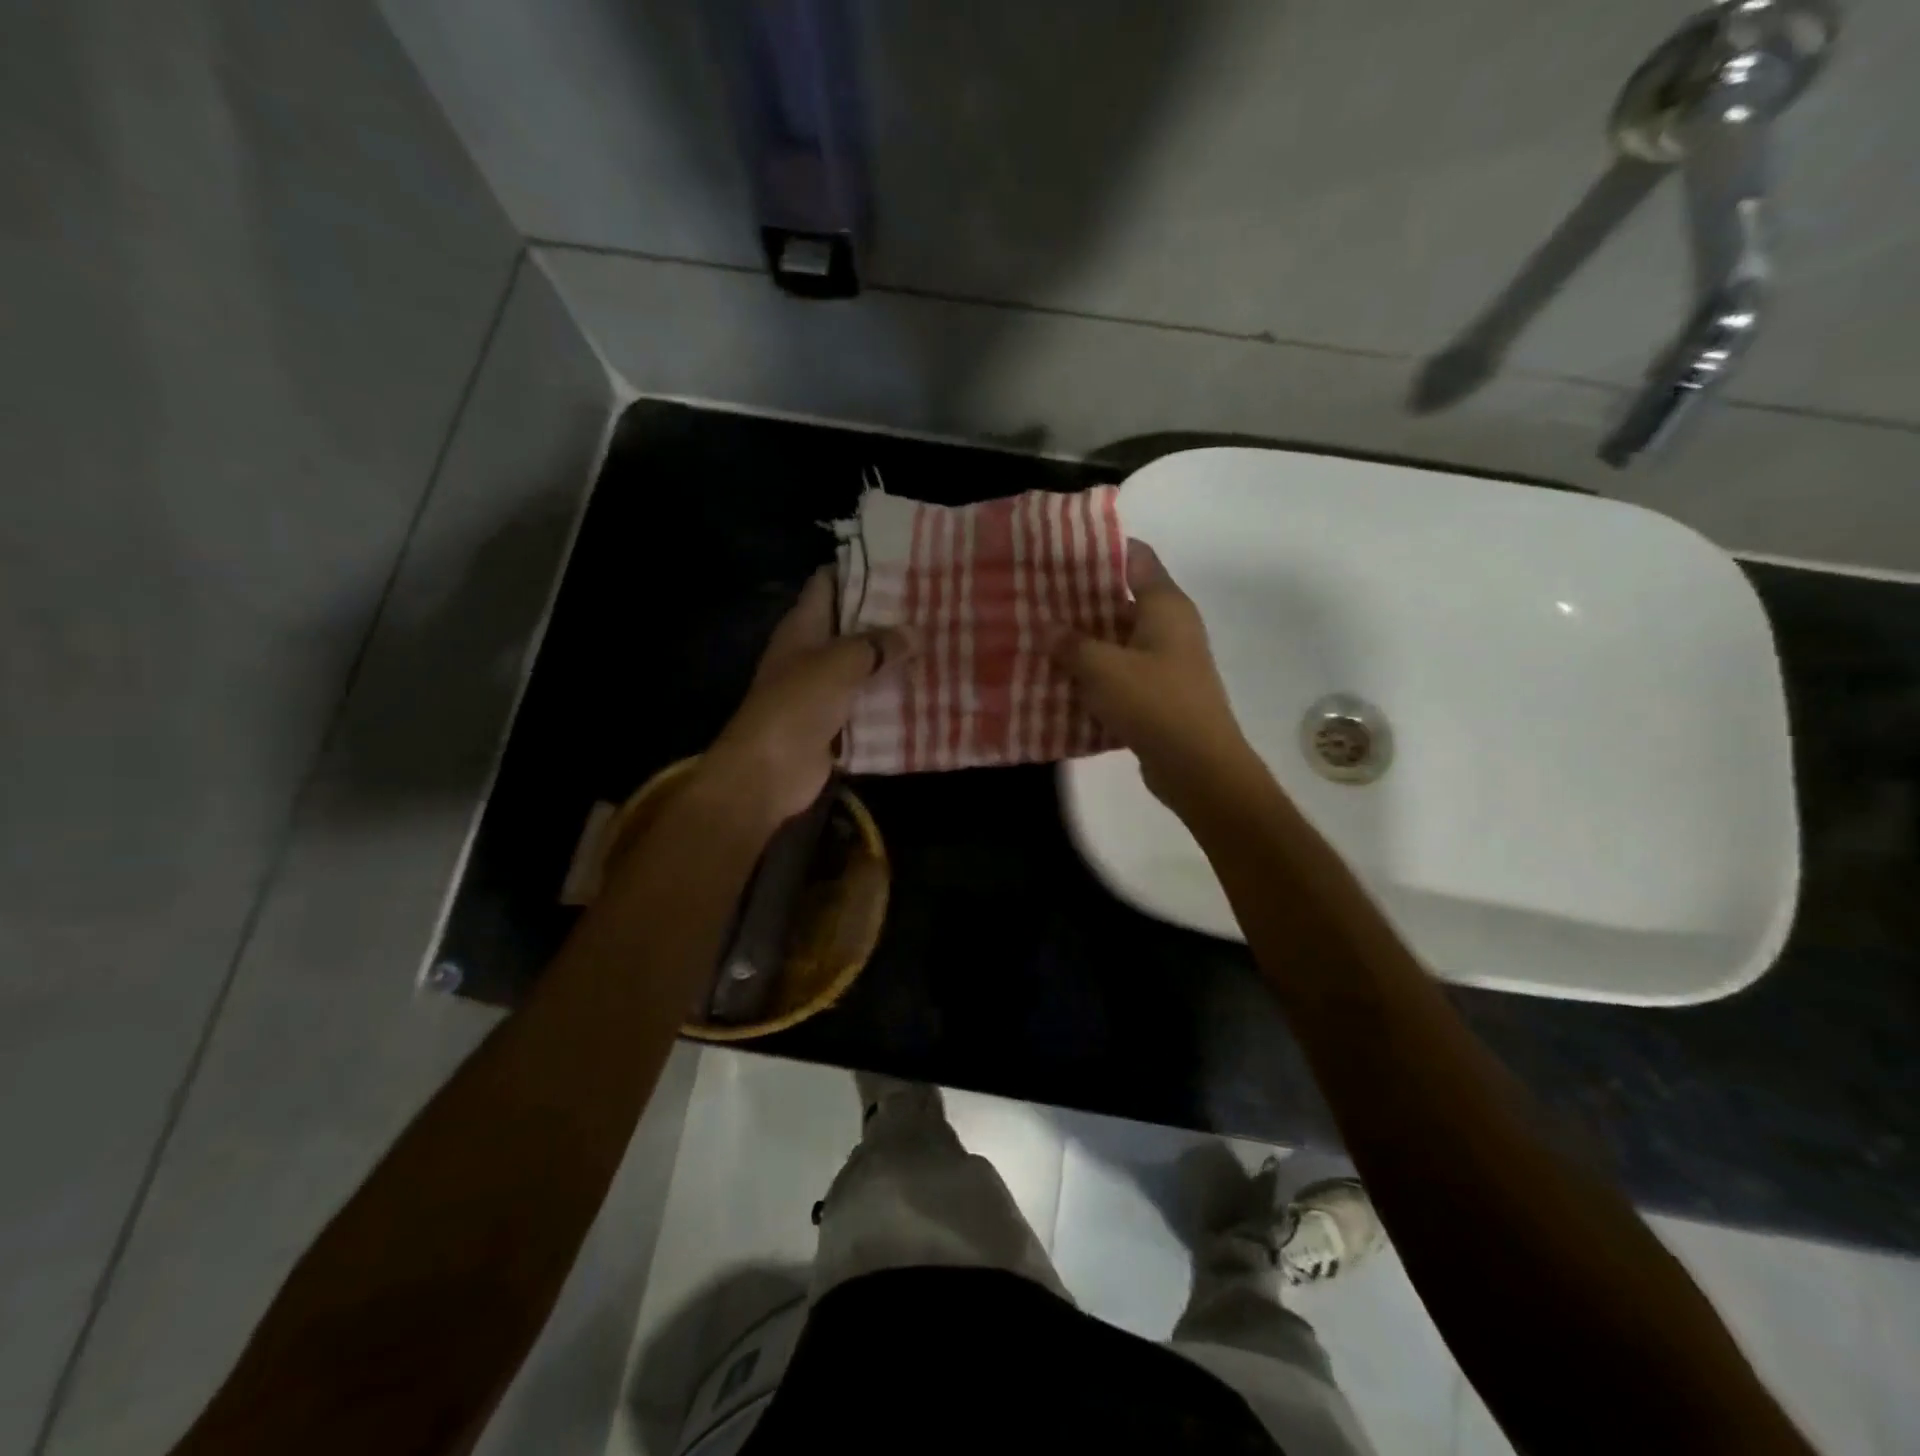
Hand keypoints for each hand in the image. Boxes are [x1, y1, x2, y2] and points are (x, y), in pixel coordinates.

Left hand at [701, 569, 914, 826]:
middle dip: (890, 617)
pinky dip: (893, 697)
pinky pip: (870, 703)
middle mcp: (812, 652)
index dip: (861, 570)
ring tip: (940, 643)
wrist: (769, 771)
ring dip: (896, 660)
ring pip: (866, 666)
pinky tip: (928, 688)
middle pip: (853, 625)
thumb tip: (915, 633)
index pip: (830, 583)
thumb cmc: (796, 705)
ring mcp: (824, 688)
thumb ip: (878, 645)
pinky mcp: (837, 721)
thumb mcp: (839, 663)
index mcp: (803, 626)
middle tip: (936, 605)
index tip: (903, 565)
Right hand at [1050, 540, 1259, 809]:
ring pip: (1118, 639)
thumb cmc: (1154, 703)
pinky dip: (1096, 673)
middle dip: (1081, 599)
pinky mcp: (1160, 693)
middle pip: (1122, 598)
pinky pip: (1122, 672)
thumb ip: (1071, 644)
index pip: (1135, 556)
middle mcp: (1170, 626)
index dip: (1099, 549)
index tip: (1059, 552)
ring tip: (1041, 636)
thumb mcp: (1102, 669)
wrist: (1198, 766)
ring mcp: (1167, 661)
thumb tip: (1047, 628)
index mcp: (1165, 604)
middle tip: (1037, 598)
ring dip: (1085, 640)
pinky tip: (1061, 679)